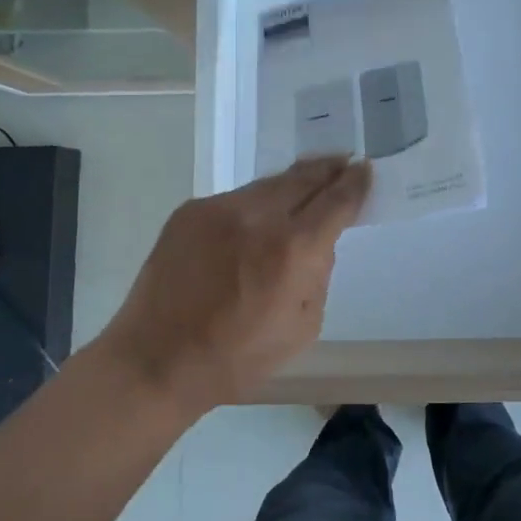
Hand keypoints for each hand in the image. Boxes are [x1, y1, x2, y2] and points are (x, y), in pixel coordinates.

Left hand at [97, 157, 371, 413]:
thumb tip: (318, 242)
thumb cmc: (236, 357)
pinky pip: (235, 199)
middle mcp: (258, 216)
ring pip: (268, 185)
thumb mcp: (302, 328)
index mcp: (292, 250)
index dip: (355, 184)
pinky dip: (254, 204)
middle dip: (328, 169)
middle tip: (344, 161)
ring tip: (307, 180)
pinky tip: (256, 219)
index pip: (335, 201)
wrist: (155, 360)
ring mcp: (219, 208)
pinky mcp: (191, 210)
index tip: (365, 170)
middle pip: (304, 178)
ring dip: (291, 184)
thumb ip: (319, 275)